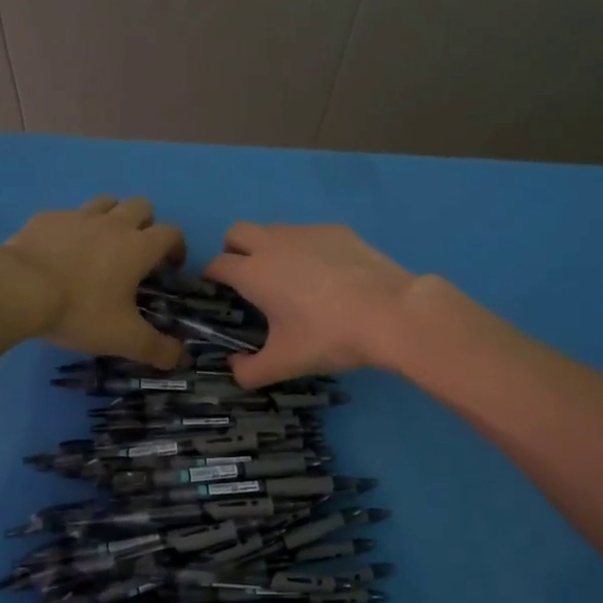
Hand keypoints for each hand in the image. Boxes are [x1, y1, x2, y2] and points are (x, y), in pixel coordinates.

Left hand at [0, 196, 186, 366]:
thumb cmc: (80, 311)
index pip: (171, 233)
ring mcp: (77, 216)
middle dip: (146, 224)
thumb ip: (157, 349)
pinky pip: (68, 215)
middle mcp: (112, 224)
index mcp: (137, 247)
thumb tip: (182, 359)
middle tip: (137, 253)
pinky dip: (73, 228)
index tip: (171, 266)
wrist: (18, 290)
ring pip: (106, 202)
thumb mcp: (123, 338)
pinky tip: (62, 251)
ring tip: (103, 244)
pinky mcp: (46, 218)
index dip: (177, 247)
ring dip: (112, 217)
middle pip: (141, 206)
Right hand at [203, 223, 416, 386]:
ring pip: (273, 230)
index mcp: (254, 273)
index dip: (210, 278)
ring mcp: (307, 232)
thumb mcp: (285, 363)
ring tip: (289, 281)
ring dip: (268, 249)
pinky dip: (304, 250)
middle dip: (233, 252)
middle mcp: (274, 244)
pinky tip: (327, 277)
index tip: (216, 293)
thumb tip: (234, 368)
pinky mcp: (337, 231)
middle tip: (247, 281)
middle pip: (237, 233)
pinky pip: (307, 234)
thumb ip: (250, 372)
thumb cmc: (329, 337)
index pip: (216, 264)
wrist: (391, 313)